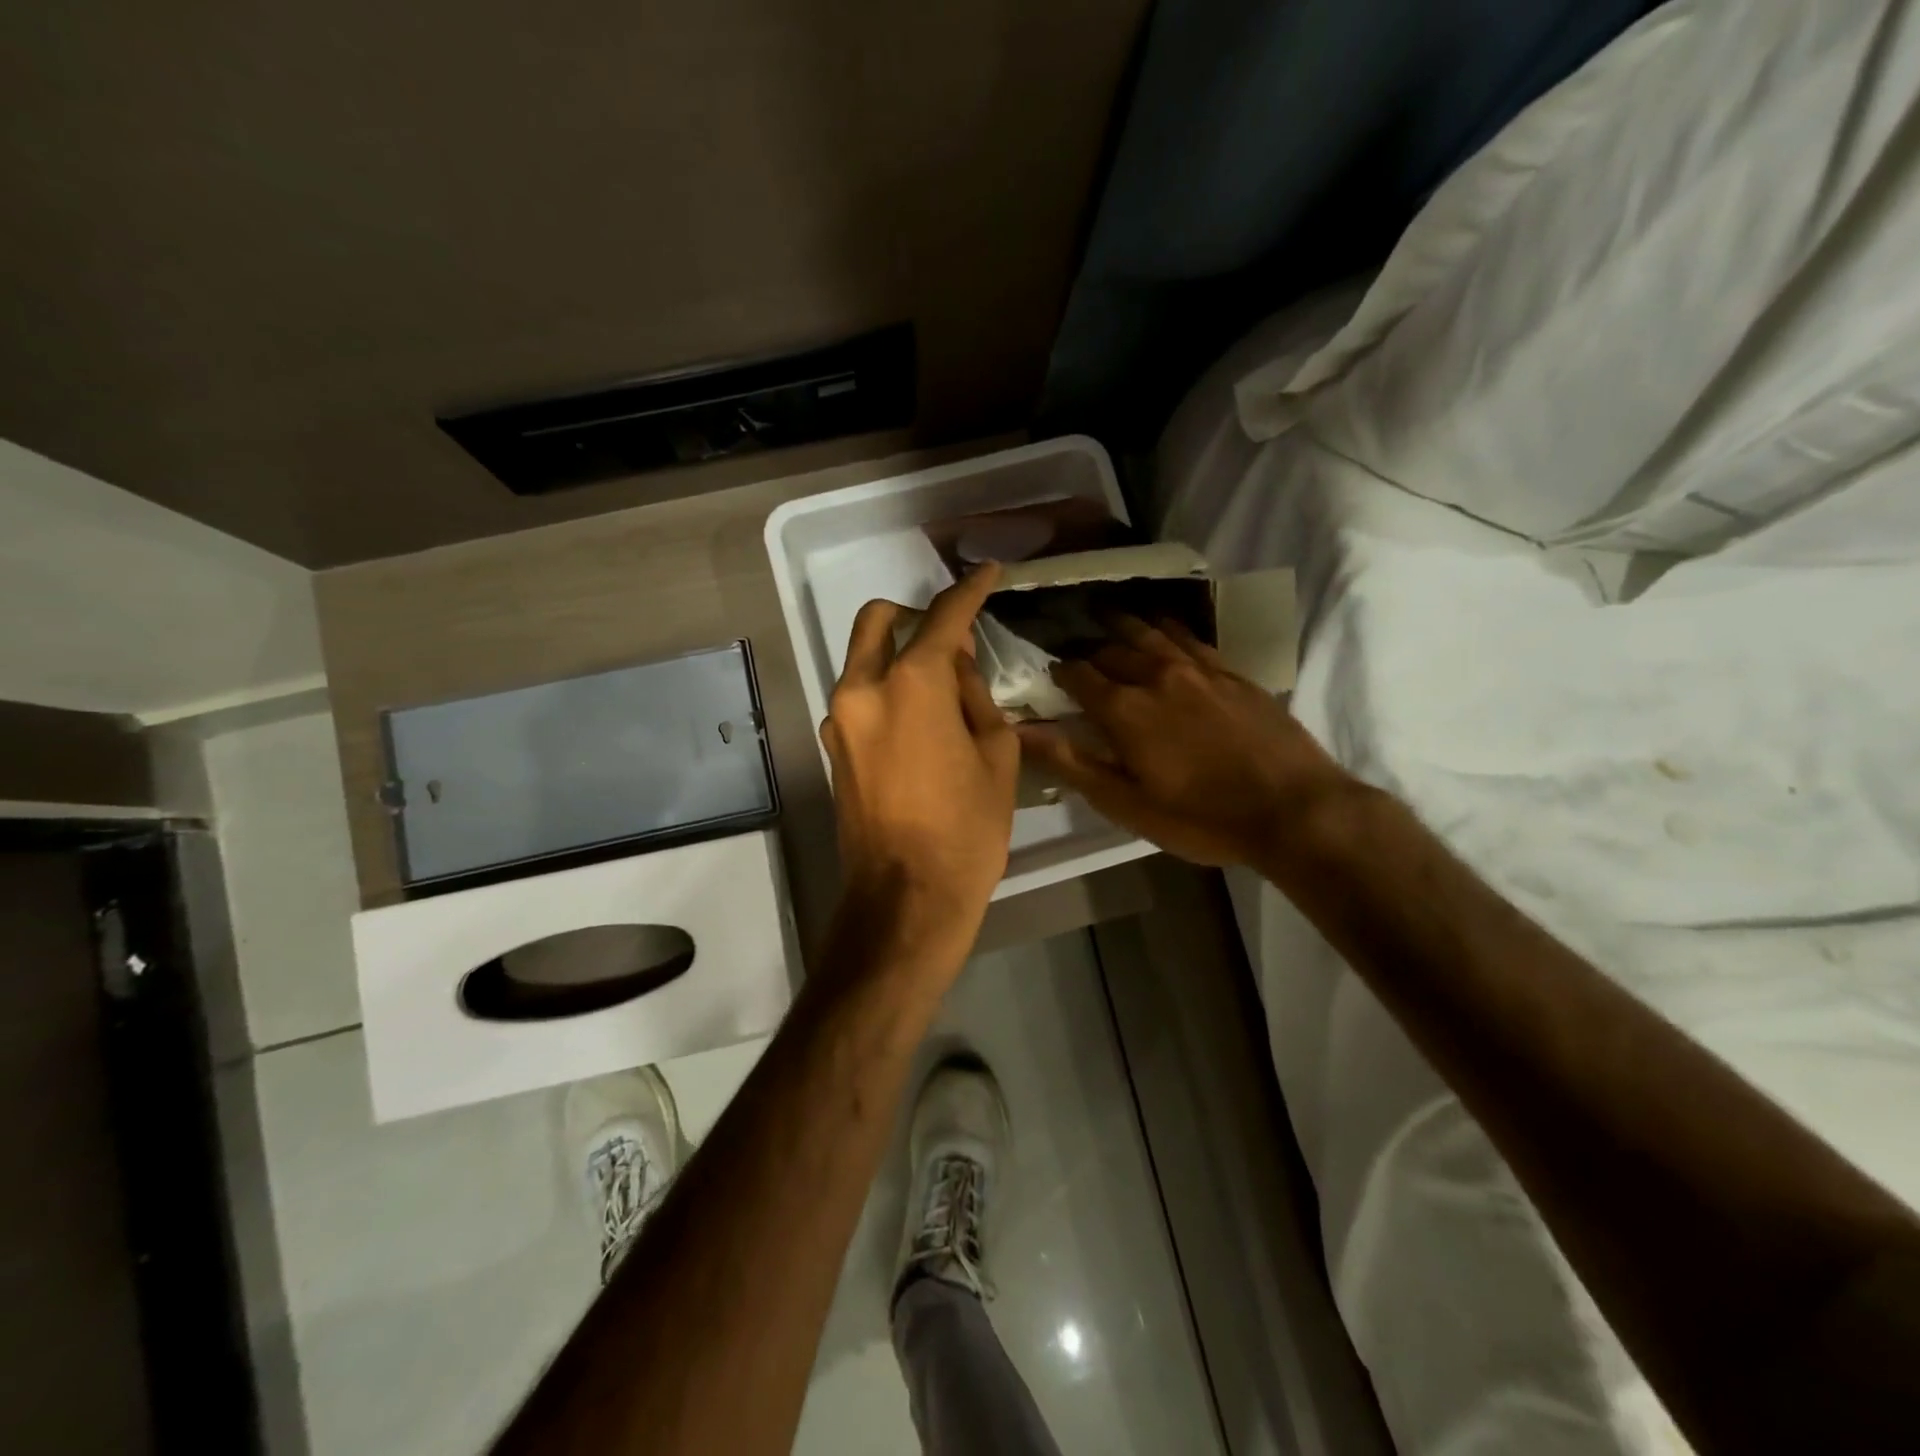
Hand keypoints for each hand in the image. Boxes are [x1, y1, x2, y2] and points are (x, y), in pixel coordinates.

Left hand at [820, 564, 1019, 957]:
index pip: (942, 618)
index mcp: (911, 685)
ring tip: (941, 694)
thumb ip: (975, 696)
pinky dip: (885, 693)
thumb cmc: (967, 830)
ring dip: (898, 658)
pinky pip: (859, 700)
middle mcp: (862, 690)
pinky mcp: (832, 749)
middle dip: (912, 614)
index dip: (969, 591)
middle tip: (949, 638)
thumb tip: (957, 666)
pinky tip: (918, 727)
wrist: (906, 898)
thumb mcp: (997, 756)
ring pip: (863, 661)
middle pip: (878, 621)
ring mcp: (838, 720)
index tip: (987, 573)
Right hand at [1017, 616, 1354, 867]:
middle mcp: (1157, 677)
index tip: (1049, 673)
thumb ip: (1072, 763)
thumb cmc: (1200, 818)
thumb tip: (1022, 731)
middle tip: (1077, 651)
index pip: (1078, 676)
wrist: (1293, 809)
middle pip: (1112, 651)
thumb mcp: (1127, 804)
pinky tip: (1163, 626)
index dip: (1059, 672)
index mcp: (1124, 710)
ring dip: (1123, 625)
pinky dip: (1168, 628)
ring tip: (1106, 616)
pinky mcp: (1232, 673)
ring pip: (1150, 634)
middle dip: (1088, 650)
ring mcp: (1198, 670)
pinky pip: (1190, 638)